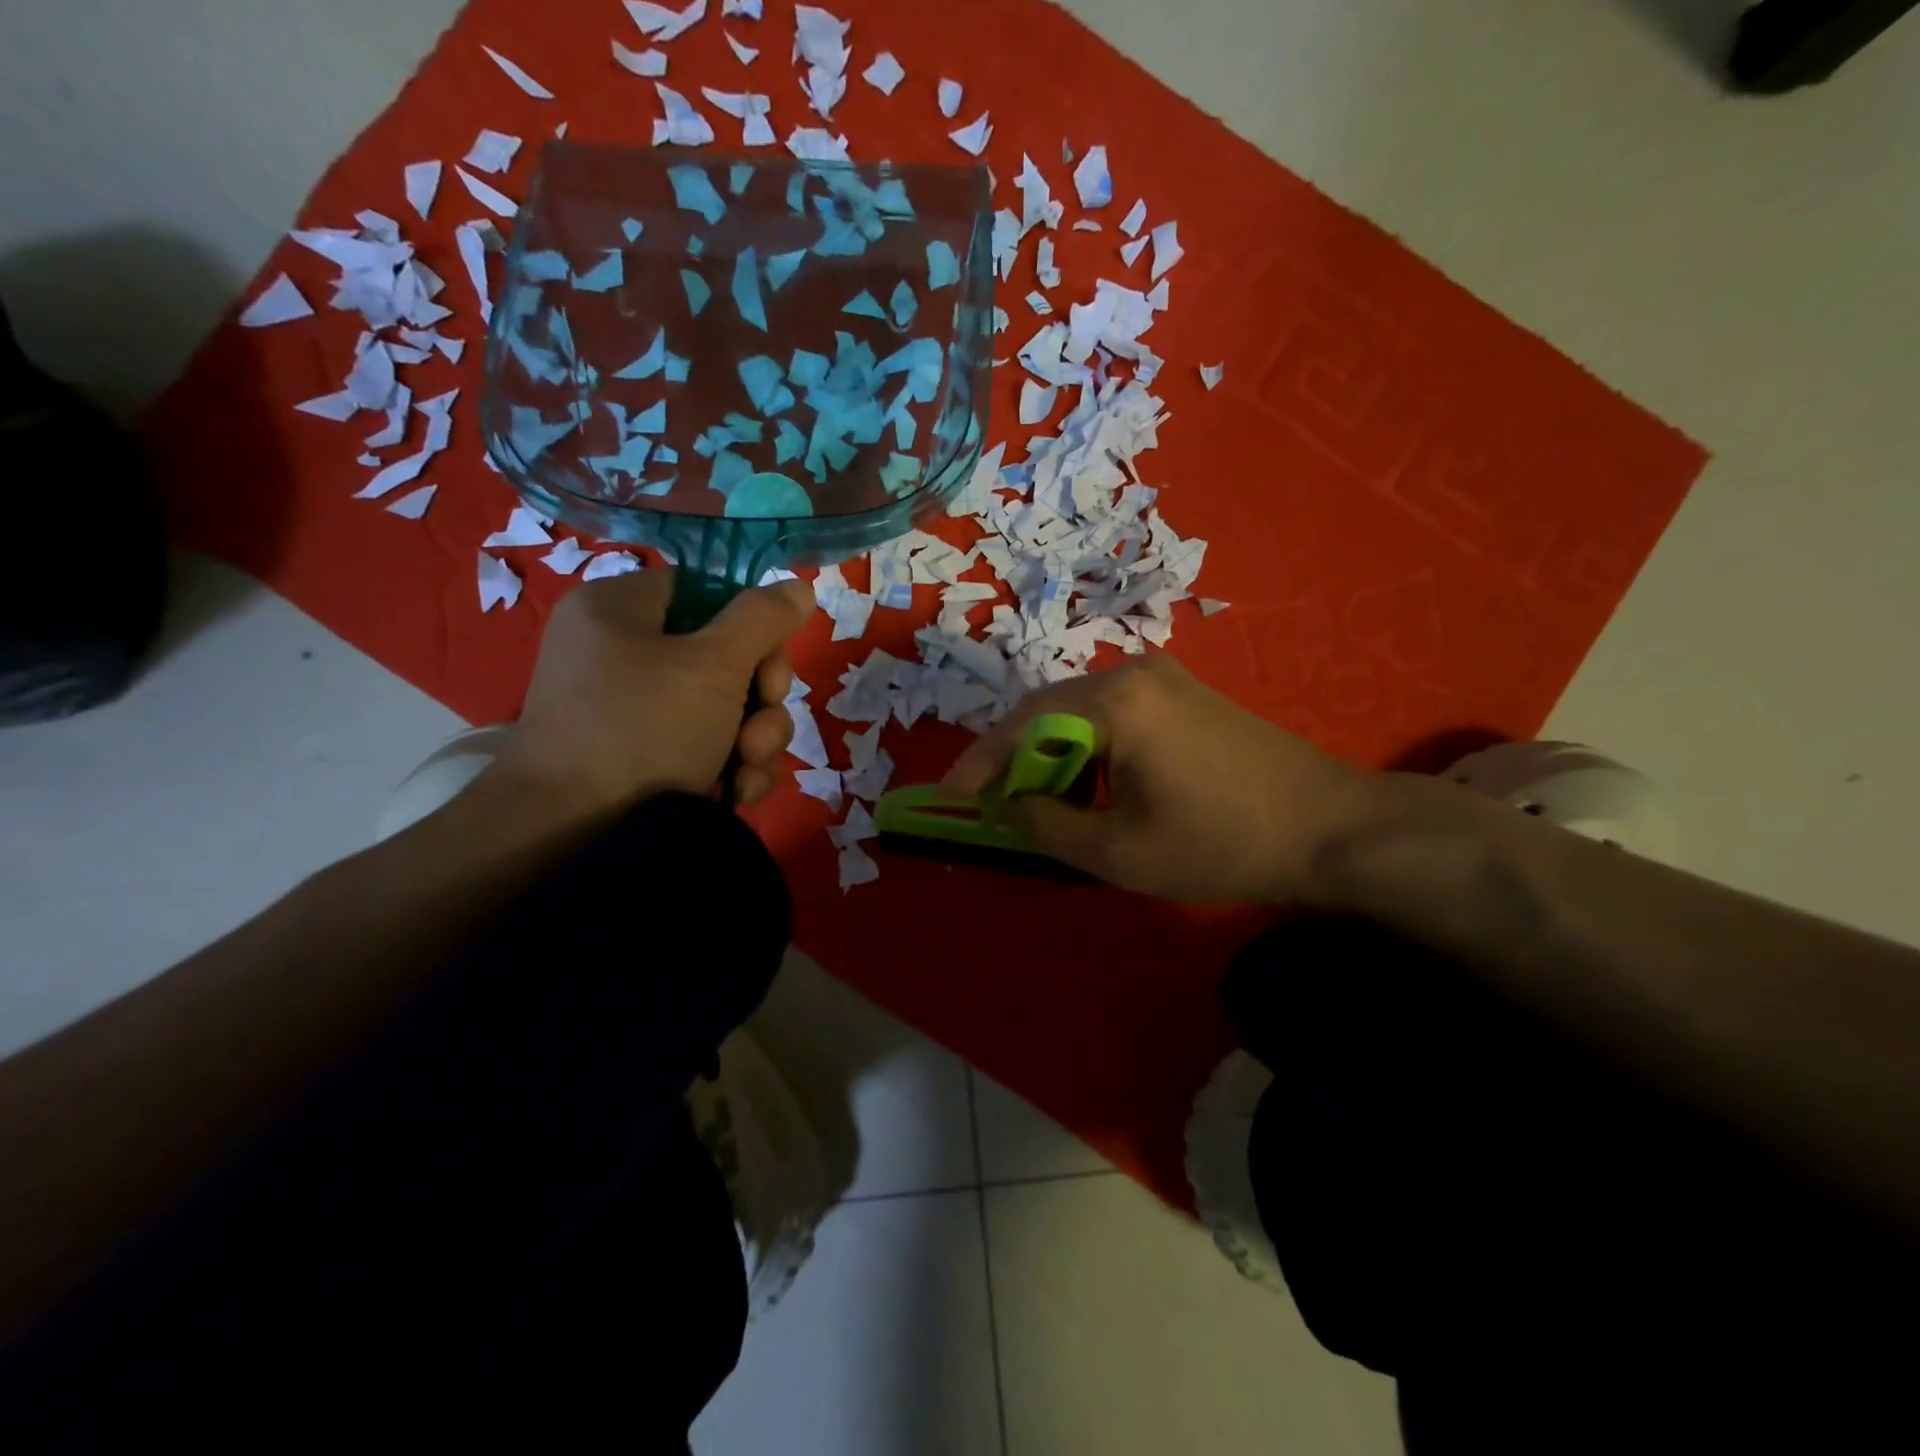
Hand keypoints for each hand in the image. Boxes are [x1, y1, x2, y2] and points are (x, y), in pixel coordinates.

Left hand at [489, 571, 811, 818]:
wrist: (569, 837)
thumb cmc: (641, 730)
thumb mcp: (713, 665)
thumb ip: (762, 619)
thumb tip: (799, 586)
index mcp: (620, 610)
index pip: (705, 592)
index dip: (749, 626)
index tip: (769, 665)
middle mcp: (622, 654)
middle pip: (724, 655)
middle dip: (759, 699)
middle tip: (758, 730)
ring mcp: (631, 711)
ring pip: (724, 708)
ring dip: (753, 739)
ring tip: (745, 770)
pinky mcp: (642, 758)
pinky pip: (704, 746)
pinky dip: (728, 767)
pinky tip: (734, 793)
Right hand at [941, 656, 1376, 904]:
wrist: (1331, 827)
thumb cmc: (1222, 843)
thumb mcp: (1120, 852)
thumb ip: (1047, 827)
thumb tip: (1006, 807)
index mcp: (1114, 703)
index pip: (1021, 726)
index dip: (979, 765)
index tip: (950, 799)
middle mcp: (1132, 672)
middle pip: (1045, 709)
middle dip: (1013, 759)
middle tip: (992, 804)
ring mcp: (1162, 677)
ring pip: (1077, 711)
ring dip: (1050, 754)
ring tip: (1039, 802)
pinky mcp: (1183, 692)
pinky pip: (1112, 713)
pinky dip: (1086, 747)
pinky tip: (1090, 784)